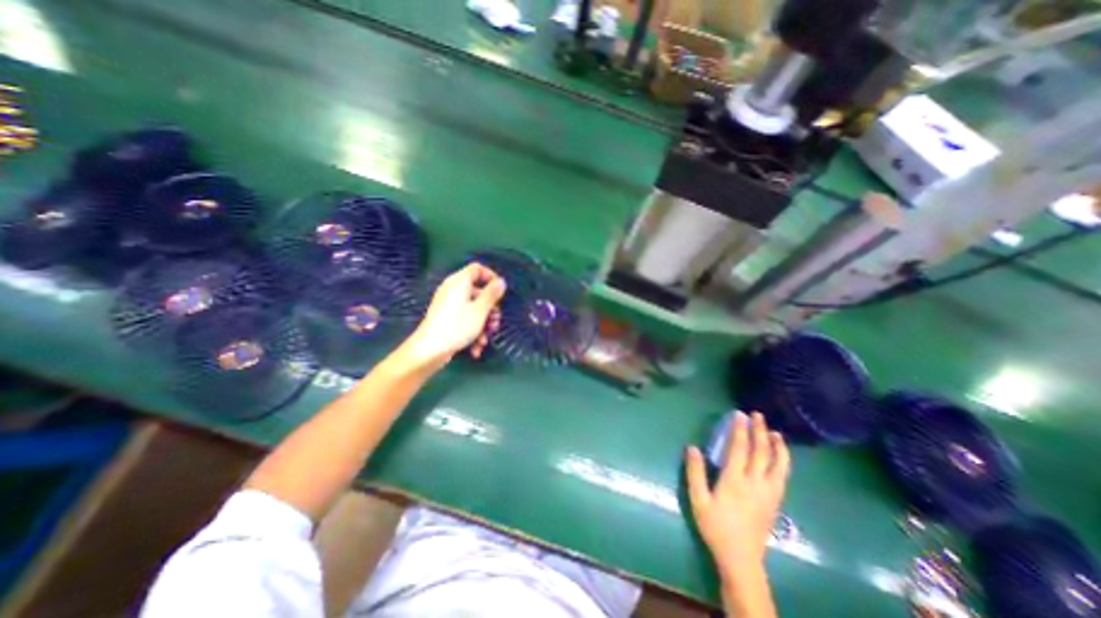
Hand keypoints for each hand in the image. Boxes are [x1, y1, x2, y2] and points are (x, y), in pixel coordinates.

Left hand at [404, 262, 503, 369]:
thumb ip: (492, 294)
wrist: (429, 351)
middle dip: (490, 309)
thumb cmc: (457, 326)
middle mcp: (453, 290)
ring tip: (485, 339)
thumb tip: (501, 281)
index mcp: (459, 282)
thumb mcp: (480, 310)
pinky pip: (464, 319)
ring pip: (473, 309)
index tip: (501, 292)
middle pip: (478, 293)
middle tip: (495, 322)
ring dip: (483, 324)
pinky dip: (472, 331)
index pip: (477, 269)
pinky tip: (476, 348)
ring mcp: (449, 305)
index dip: (491, 277)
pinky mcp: (446, 319)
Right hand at [687, 412, 787, 581]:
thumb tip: (692, 447)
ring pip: (778, 465)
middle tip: (758, 415)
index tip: (739, 414)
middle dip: (759, 431)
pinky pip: (782, 476)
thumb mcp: (698, 500)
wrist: (741, 559)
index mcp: (734, 481)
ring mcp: (769, 493)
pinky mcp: (775, 501)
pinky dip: (783, 462)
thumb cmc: (715, 527)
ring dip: (777, 446)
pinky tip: (780, 456)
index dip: (739, 430)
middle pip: (761, 452)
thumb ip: (695, 473)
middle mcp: (755, 483)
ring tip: (776, 433)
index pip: (739, 448)